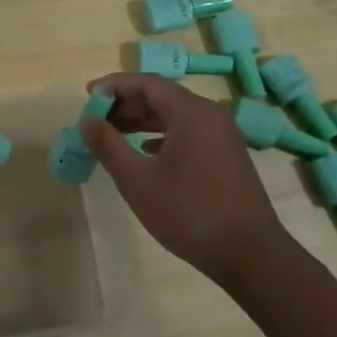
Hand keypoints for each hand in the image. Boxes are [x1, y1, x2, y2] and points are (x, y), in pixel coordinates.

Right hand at [79, 73, 290, 280]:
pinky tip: (146, 152)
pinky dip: (162, 136)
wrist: (249, 253)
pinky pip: (188, 133)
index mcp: (191, 112)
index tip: (87, 96)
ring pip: (175, 116)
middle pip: (162, 97)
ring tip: (113, 134)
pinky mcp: (226, 156)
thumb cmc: (188, 212)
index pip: (147, 83)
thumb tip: (87, 121)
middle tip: (96, 119)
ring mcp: (222, 136)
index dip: (114, 86)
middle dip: (126, 104)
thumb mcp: (137, 180)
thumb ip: (108, 145)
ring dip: (142, 122)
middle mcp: (210, 115)